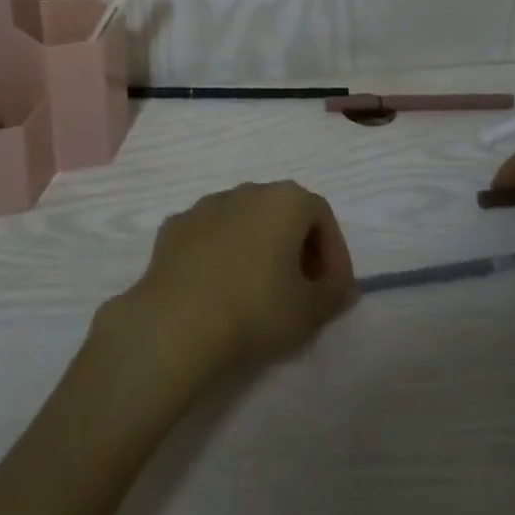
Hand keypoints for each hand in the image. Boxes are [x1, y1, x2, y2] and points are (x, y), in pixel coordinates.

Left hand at [115, 181, 355, 376]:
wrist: (176, 323)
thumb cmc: (256, 309)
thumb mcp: (311, 311)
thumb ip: (334, 293)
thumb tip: (340, 286)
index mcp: (285, 200)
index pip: (322, 216)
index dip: (334, 253)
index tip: (332, 289)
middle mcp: (246, 190)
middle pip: (282, 213)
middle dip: (296, 247)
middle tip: (300, 289)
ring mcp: (205, 205)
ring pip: (243, 221)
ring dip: (256, 248)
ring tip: (257, 291)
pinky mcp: (173, 227)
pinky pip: (208, 236)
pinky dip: (219, 254)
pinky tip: (217, 289)